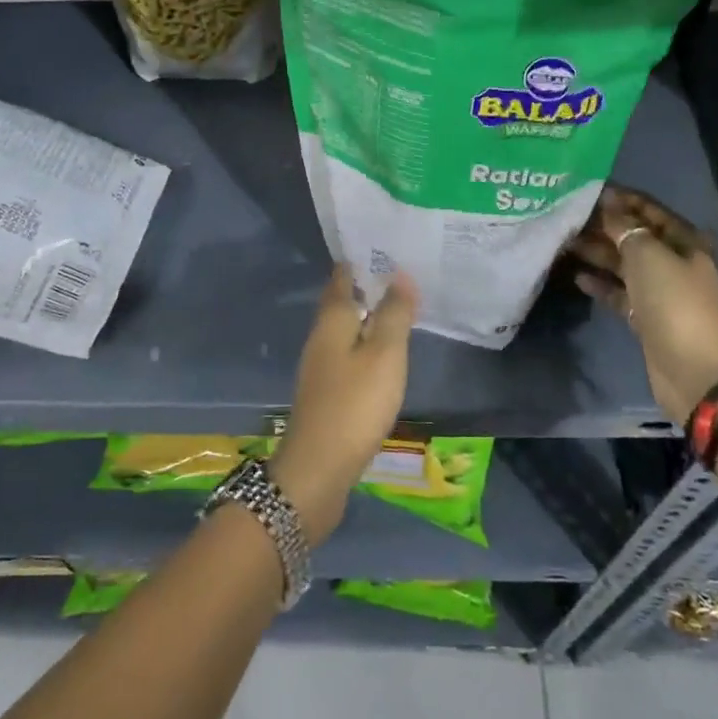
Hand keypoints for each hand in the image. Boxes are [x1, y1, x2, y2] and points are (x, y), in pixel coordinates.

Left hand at [270, 266, 418, 545]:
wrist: (317, 470)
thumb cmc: (354, 405)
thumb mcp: (384, 355)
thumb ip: (393, 314)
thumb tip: (399, 274)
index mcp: (331, 321)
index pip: (342, 277)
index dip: (360, 261)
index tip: (385, 248)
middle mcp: (320, 338)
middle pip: (341, 303)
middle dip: (365, 288)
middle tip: (399, 276)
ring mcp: (319, 367)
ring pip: (345, 331)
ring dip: (367, 318)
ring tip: (397, 311)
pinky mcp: (325, 394)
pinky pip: (347, 356)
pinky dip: (365, 347)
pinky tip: (382, 356)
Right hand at [566, 184, 717, 421]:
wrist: (691, 368)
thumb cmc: (673, 301)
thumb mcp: (647, 255)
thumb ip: (625, 228)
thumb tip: (607, 207)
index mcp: (684, 242)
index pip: (650, 210)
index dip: (622, 199)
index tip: (588, 190)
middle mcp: (673, 263)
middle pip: (635, 237)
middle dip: (604, 226)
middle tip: (567, 217)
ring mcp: (659, 292)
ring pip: (624, 265)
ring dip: (597, 253)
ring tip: (564, 242)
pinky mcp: (645, 317)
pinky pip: (619, 293)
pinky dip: (600, 284)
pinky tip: (576, 276)